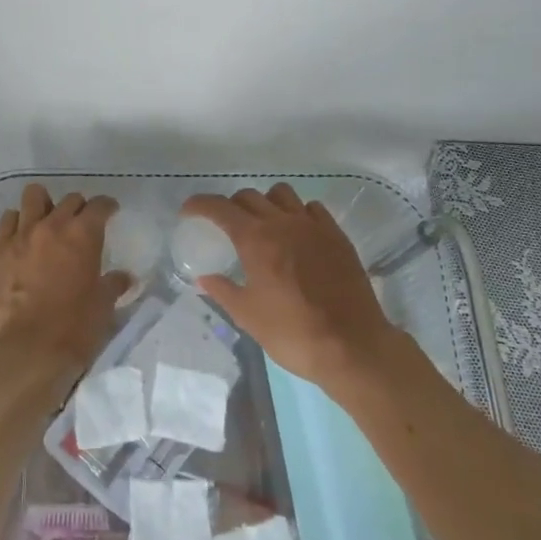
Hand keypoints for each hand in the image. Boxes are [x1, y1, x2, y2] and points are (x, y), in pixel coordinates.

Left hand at [0, 185, 129, 384]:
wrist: (27, 351)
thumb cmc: (74, 329)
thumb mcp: (103, 307)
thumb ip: (113, 285)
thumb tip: (124, 277)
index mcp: (84, 234)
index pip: (99, 206)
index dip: (107, 206)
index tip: (110, 212)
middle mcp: (53, 225)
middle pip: (69, 200)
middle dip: (78, 208)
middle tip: (80, 225)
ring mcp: (22, 234)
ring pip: (33, 197)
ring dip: (44, 204)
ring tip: (46, 221)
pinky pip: (7, 220)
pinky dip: (17, 222)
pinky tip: (21, 237)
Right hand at [184, 184, 400, 390]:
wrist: (352, 346)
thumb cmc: (293, 333)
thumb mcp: (249, 317)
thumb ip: (224, 291)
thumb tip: (203, 278)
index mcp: (255, 239)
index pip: (220, 207)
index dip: (200, 204)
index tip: (188, 211)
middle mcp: (282, 222)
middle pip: (249, 196)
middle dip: (231, 206)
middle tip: (225, 225)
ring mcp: (313, 225)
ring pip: (282, 194)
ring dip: (266, 202)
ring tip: (263, 224)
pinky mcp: (336, 235)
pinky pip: (312, 208)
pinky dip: (298, 212)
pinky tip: (297, 233)